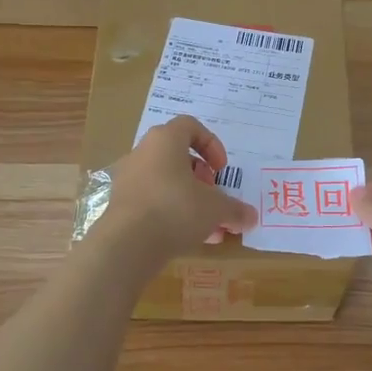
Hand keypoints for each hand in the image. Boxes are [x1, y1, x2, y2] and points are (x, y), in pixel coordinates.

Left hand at [99, 115, 257, 263]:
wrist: (127, 243)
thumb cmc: (176, 209)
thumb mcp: (215, 209)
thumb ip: (235, 209)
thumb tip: (251, 217)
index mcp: (165, 140)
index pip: (190, 126)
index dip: (211, 144)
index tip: (221, 169)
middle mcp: (142, 153)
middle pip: (177, 156)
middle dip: (200, 177)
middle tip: (213, 197)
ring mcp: (127, 178)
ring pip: (165, 181)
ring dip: (188, 199)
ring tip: (206, 225)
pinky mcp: (120, 204)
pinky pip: (151, 201)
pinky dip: (170, 213)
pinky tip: (186, 238)